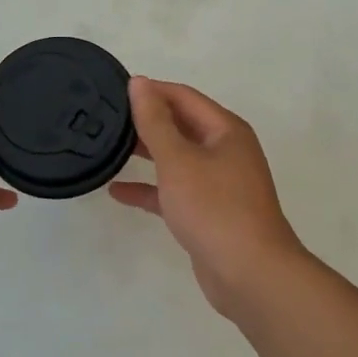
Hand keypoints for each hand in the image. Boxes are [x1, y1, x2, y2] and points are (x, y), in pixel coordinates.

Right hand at [109, 77, 306, 317]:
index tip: (114, 90)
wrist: (250, 274)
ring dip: (147, 153)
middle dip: (148, 121)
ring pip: (178, 159)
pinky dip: (151, 189)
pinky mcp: (209, 212)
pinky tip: (118, 191)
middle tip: (107, 118)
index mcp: (226, 130)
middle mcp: (226, 151)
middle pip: (182, 125)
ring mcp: (220, 183)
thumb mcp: (179, 160)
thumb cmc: (215, 208)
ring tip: (108, 147)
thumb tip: (140, 83)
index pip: (184, 97)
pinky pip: (175, 191)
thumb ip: (155, 121)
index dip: (151, 90)